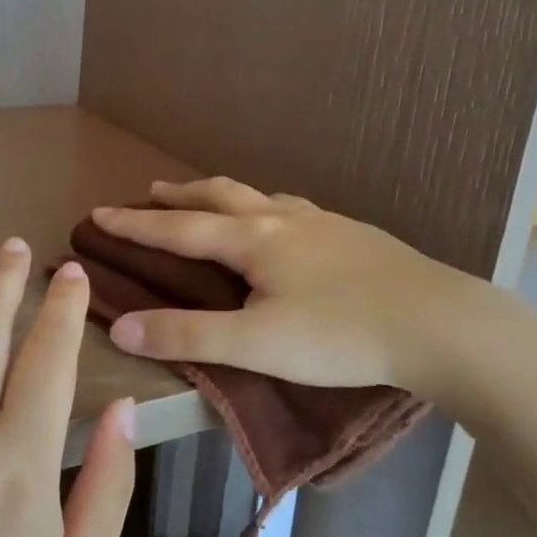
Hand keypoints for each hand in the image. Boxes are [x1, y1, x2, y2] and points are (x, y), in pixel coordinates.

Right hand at [92, 178, 512, 409]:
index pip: (178, 229)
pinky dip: (265, 207)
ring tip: (210, 200)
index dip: (134, 225)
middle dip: (179, 196)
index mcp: (252, 240)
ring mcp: (322, 222)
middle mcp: (282, 219)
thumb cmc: (340, 335)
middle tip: (151, 192)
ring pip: (259, 196)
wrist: (438, 323)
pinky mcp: (353, 234)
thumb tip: (121, 328)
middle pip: (218, 196)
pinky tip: (283, 223)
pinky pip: (294, 209)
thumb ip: (188, 336)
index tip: (98, 214)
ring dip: (223, 195)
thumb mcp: (256, 345)